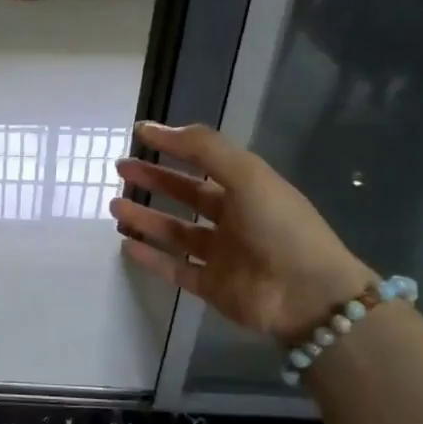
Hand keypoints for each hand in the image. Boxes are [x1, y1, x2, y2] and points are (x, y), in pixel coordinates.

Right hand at [111, 122, 374, 343]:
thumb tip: (153, 129)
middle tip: (121, 170)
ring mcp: (222, 255)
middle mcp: (234, 219)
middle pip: (186, 194)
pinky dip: (151, 257)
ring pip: (175, 232)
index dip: (173, 146)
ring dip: (145, 218)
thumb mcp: (246, 174)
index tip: (139, 134)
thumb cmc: (280, 226)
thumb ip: (202, 148)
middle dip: (154, 180)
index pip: (203, 161)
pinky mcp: (212, 286)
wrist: (308, 294)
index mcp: (247, 189)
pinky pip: (175, 268)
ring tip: (114, 206)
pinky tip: (126, 245)